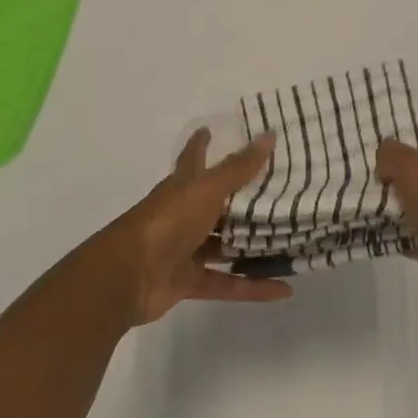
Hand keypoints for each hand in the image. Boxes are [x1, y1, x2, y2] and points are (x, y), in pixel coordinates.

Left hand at [100, 130, 291, 325]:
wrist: (128, 276)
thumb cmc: (168, 221)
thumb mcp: (207, 189)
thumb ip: (239, 167)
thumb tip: (269, 135)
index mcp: (183, 187)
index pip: (193, 158)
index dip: (201, 144)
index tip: (211, 129)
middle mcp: (184, 214)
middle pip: (216, 204)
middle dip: (242, 199)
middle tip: (279, 192)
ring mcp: (185, 249)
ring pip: (224, 245)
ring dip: (251, 244)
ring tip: (288, 239)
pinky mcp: (189, 281)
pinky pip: (228, 283)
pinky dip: (254, 287)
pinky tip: (284, 288)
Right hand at [376, 140, 417, 311]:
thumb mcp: (410, 166)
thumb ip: (392, 153)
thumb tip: (385, 156)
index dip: (406, 159)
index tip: (384, 173)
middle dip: (407, 190)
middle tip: (382, 198)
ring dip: (411, 218)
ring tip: (383, 221)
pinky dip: (416, 241)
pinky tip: (395, 243)